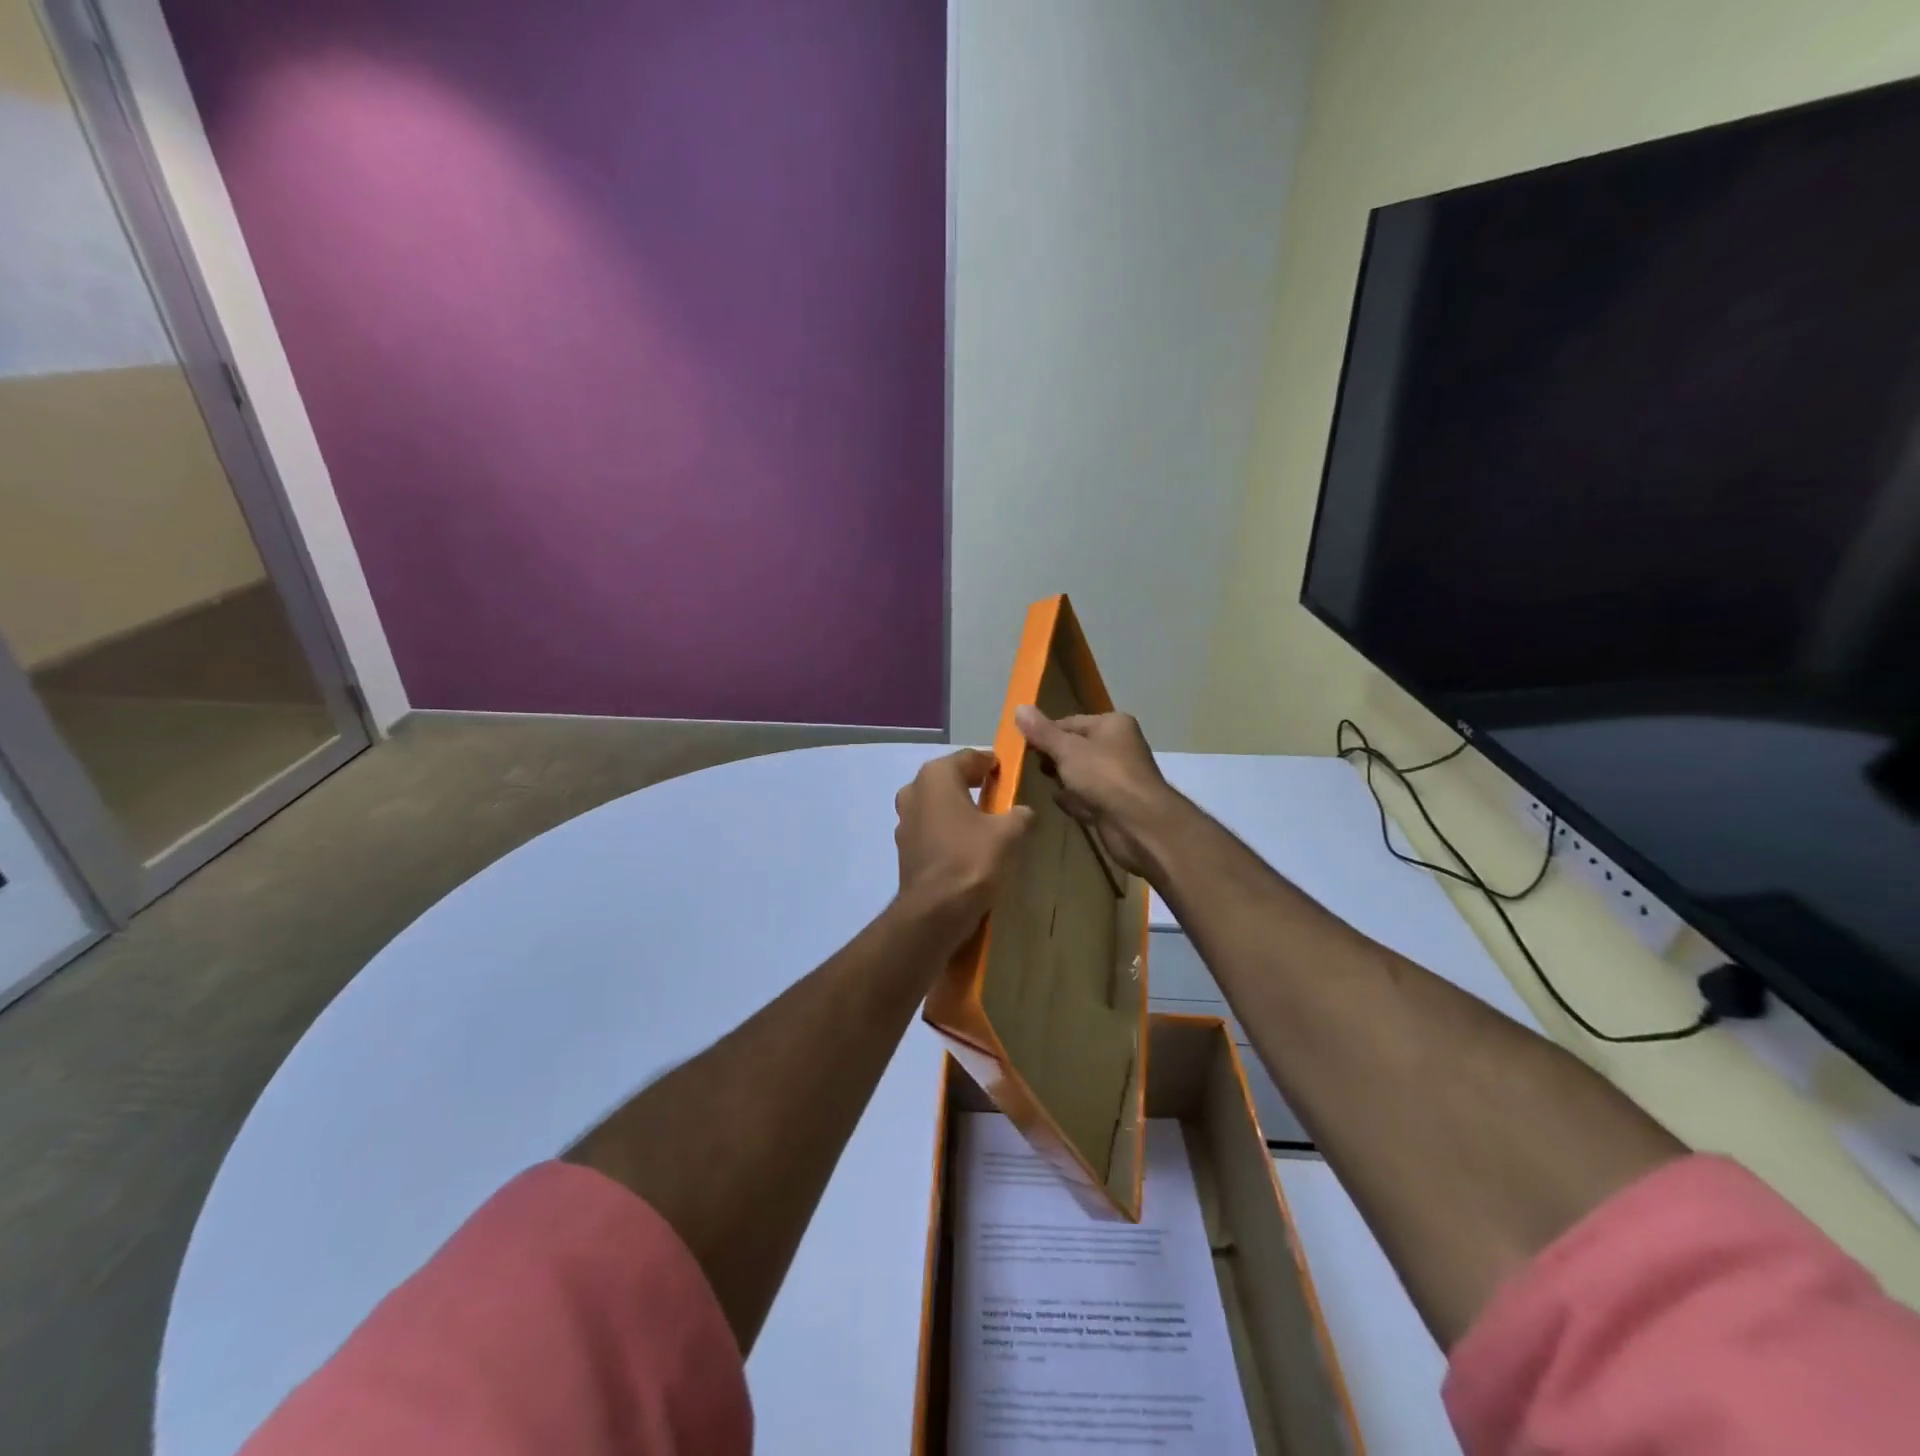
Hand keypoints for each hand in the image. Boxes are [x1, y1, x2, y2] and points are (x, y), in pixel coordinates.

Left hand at [893, 749, 1033, 946]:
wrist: (934, 912)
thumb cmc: (971, 859)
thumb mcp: (1009, 833)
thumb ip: (1020, 814)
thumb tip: (1023, 812)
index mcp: (936, 775)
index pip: (970, 757)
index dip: (992, 763)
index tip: (1011, 773)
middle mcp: (914, 790)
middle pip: (950, 779)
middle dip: (974, 785)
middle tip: (1001, 797)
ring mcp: (904, 820)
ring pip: (938, 805)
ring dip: (959, 809)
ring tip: (987, 824)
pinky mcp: (904, 848)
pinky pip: (932, 829)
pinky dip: (948, 831)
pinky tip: (968, 847)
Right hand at [1014, 706, 1179, 877]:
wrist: (1139, 825)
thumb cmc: (1104, 777)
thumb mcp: (1067, 750)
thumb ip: (1042, 732)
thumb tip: (1019, 707)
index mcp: (1112, 725)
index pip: (1069, 723)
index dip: (1045, 734)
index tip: (1023, 747)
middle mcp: (1118, 747)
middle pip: (1075, 749)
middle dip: (1054, 760)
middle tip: (1033, 768)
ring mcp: (1118, 778)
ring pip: (1080, 775)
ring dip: (1064, 783)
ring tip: (1047, 787)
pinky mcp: (1115, 804)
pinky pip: (1087, 798)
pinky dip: (1076, 802)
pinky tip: (1065, 806)